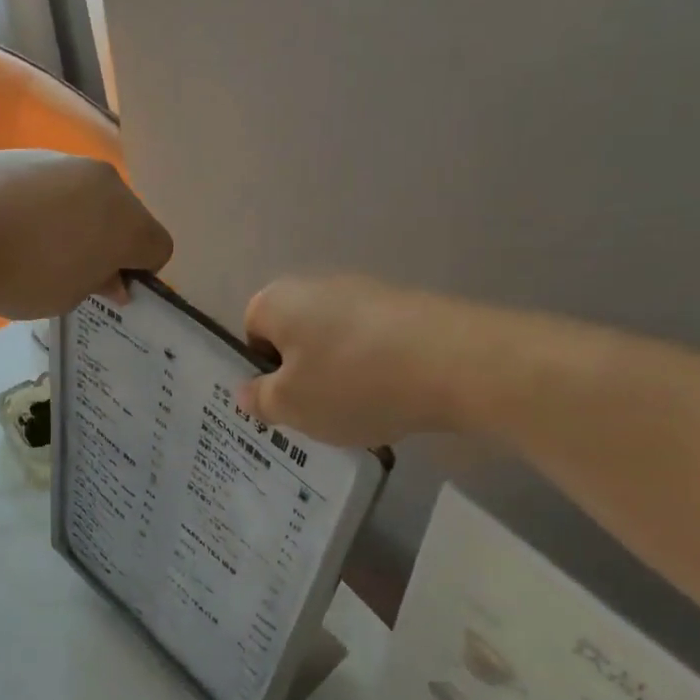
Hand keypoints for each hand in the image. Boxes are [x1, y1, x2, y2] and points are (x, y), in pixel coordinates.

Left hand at [0, 150, 172, 318]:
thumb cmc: (22, 277)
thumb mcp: (70, 296)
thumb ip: (100, 283)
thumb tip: (112, 278)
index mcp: (125, 219)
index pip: (157, 247)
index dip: (140, 271)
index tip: (111, 289)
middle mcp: (102, 180)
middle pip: (124, 215)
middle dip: (110, 241)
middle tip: (76, 271)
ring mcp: (62, 161)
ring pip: (86, 196)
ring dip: (77, 220)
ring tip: (35, 248)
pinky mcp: (23, 154)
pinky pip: (49, 185)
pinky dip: (42, 204)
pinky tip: (9, 226)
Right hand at [238, 275, 455, 445]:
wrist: (452, 363)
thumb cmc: (351, 382)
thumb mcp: (291, 405)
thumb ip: (261, 400)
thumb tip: (247, 392)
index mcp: (278, 301)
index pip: (252, 331)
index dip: (263, 370)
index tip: (283, 402)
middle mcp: (318, 285)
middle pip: (297, 337)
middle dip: (304, 376)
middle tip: (317, 414)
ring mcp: (367, 293)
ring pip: (337, 344)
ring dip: (341, 377)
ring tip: (360, 413)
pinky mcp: (407, 308)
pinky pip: (375, 346)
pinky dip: (377, 372)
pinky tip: (393, 400)